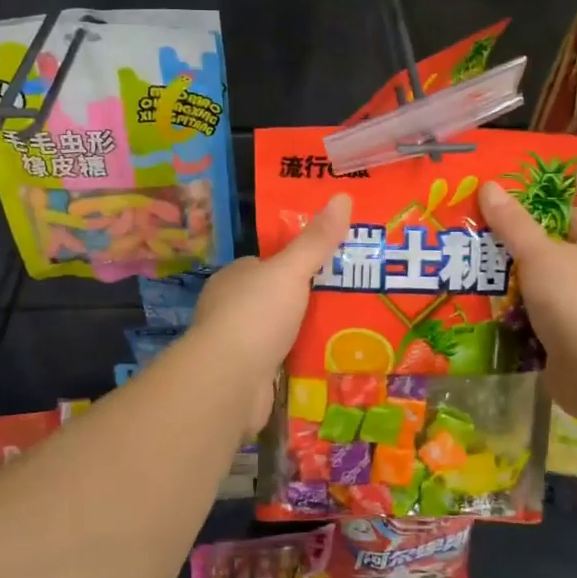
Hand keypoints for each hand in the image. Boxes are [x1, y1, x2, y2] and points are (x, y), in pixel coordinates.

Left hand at [190, 193, 351, 375]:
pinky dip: (298, 361)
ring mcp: (236, 344)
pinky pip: (279, 362)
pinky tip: (326, 361)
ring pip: (277, 332)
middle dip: (303, 301)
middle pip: (274, 298)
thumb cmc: (256, 315)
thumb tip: (343, 196)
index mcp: (234, 277)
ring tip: (348, 331)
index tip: (330, 266)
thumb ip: (316, 240)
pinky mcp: (246, 376)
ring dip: (303, 333)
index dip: (295, 263)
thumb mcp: (290, 270)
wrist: (229, 381)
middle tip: (348, 300)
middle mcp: (230, 307)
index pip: (267, 263)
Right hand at [478, 181, 576, 409]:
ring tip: (482, 283)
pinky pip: (549, 322)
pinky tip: (497, 318)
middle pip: (557, 255)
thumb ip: (513, 223)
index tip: (501, 218)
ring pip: (551, 290)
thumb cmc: (576, 300)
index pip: (570, 217)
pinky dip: (527, 320)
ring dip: (521, 291)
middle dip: (522, 256)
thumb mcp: (539, 254)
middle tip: (483, 250)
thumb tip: (489, 185)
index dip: (536, 215)